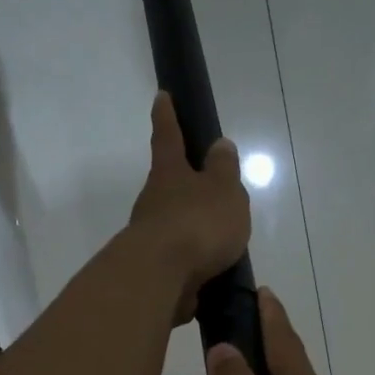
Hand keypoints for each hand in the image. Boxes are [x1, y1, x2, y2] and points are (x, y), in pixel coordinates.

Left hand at [126, 93, 249, 323]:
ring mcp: (150, 236)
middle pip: (168, 185)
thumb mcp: (223, 190)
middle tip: (208, 188)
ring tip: (221, 240)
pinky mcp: (154, 268)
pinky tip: (212, 270)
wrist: (161, 278)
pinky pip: (178, 258)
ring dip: (192, 228)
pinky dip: (194, 260)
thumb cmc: (197, 223)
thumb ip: (224, 170)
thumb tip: (219, 146)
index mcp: (169, 174)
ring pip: (172, 224)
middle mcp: (153, 201)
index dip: (167, 116)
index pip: (167, 136)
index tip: (161, 97)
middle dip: (184, 184)